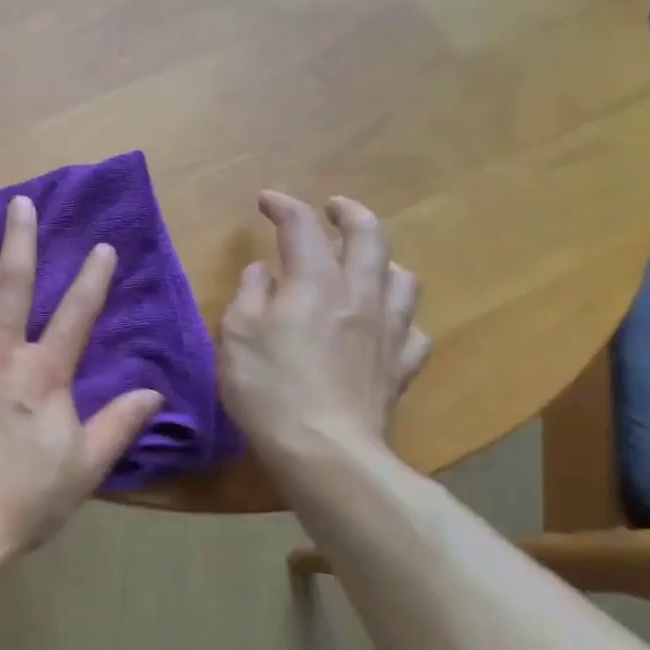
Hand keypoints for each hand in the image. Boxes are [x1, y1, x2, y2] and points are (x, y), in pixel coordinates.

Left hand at [0, 196, 163, 554]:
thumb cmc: (23, 500)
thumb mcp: (85, 467)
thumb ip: (119, 424)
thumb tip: (156, 393)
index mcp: (44, 374)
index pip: (76, 315)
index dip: (93, 279)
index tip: (102, 246)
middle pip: (15, 285)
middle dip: (21, 241)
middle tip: (21, 203)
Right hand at [217, 192, 430, 457]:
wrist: (323, 449)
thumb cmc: (267, 387)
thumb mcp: (236, 334)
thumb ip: (250, 295)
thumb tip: (262, 272)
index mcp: (314, 283)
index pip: (302, 227)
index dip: (284, 206)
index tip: (266, 200)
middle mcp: (359, 295)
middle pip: (368, 237)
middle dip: (350, 214)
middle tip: (333, 208)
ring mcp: (389, 331)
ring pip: (402, 278)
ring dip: (383, 261)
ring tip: (365, 264)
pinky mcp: (401, 366)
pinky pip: (413, 330)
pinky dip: (398, 318)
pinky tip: (384, 326)